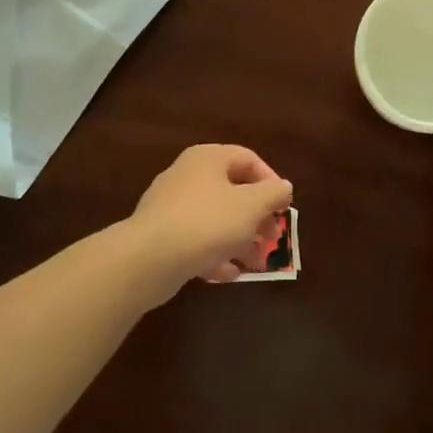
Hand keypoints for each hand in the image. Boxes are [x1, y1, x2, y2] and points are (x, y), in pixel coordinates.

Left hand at [132, 144, 293, 286]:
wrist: (148, 259)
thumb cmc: (208, 222)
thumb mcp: (252, 205)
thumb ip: (274, 194)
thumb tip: (283, 188)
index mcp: (208, 159)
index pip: (248, 159)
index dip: (271, 182)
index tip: (283, 208)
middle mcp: (187, 176)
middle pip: (233, 191)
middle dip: (257, 217)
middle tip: (273, 238)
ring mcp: (170, 206)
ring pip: (216, 219)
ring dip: (240, 240)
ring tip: (255, 263)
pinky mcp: (161, 235)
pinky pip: (196, 240)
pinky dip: (215, 254)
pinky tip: (228, 273)